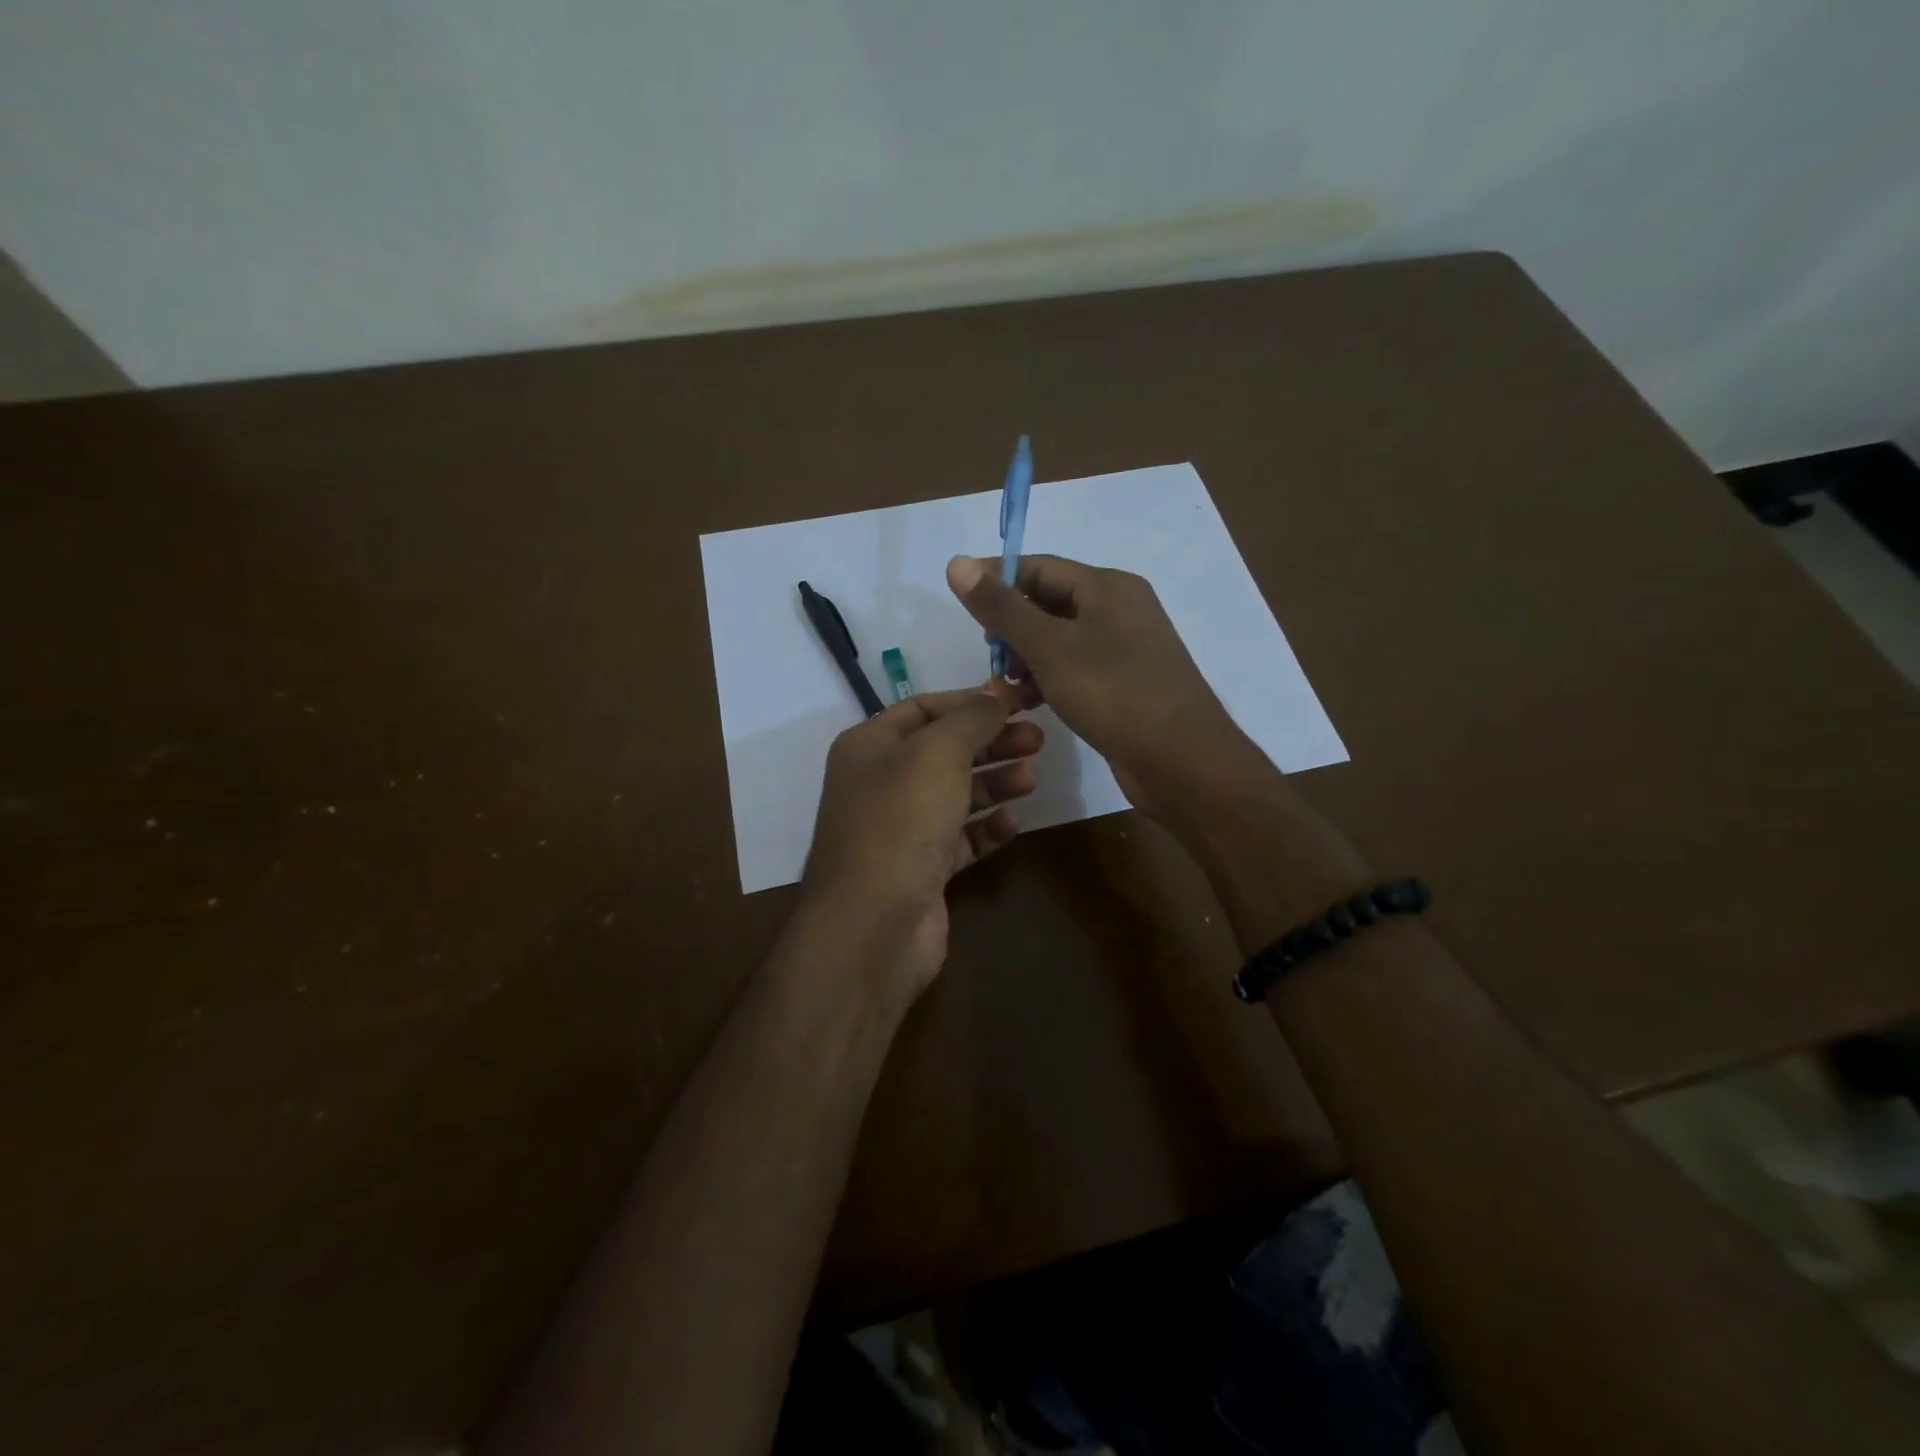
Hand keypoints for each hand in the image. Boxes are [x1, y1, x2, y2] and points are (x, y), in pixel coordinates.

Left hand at [800, 687, 1042, 1001]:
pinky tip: (1012, 824)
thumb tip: (996, 695)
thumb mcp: (937, 753)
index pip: (924, 708)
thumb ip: (971, 718)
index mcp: (870, 746)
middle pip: (944, 751)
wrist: (873, 924)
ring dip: (994, 783)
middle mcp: (881, 783)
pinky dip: (986, 829)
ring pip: (954, 795)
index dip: (971, 702)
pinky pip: (959, 839)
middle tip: (1038, 740)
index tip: (1018, 702)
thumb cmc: (900, 822)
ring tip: (1032, 778)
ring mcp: (900, 829)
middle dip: (991, 742)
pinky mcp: (921, 869)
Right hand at [945, 554, 1265, 816]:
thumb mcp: (1049, 647)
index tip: (959, 599)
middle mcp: (1119, 610)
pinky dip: (1048, 680)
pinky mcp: (1124, 684)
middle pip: (1049, 603)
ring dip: (1026, 659)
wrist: (1181, 760)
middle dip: (1011, 627)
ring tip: (1001, 687)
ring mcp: (1125, 649)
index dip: (996, 578)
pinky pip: (1075, 669)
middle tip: (987, 656)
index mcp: (1107, 587)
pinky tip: (1028, 704)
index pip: (1039, 567)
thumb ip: (1002, 607)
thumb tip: (957, 562)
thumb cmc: (1113, 693)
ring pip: (1060, 641)